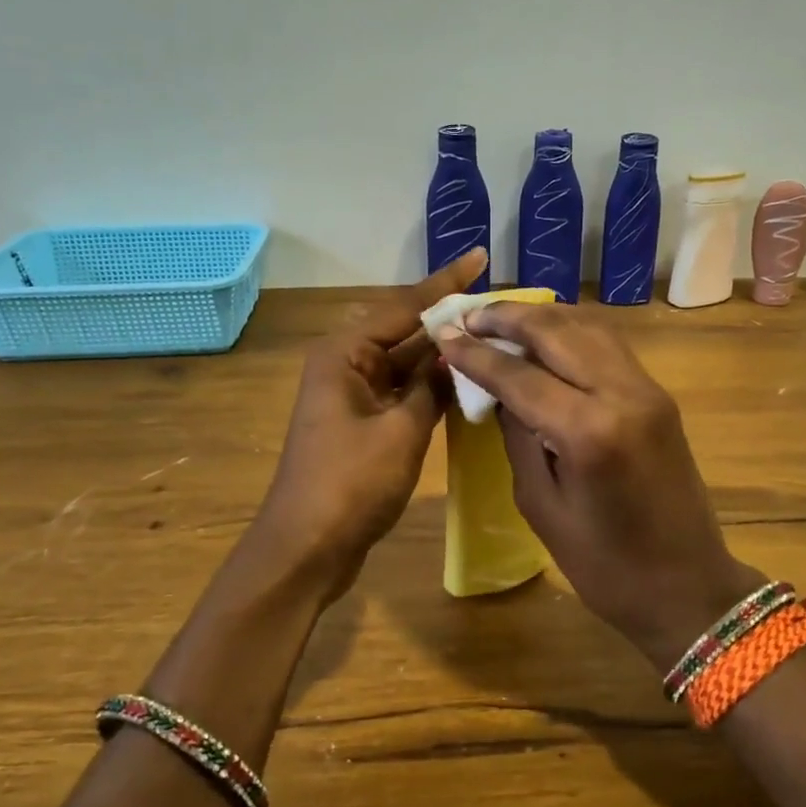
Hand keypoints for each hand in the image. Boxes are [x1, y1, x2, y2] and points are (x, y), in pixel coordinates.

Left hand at [250, 247, 488, 599]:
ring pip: (407, 364)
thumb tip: (456, 355)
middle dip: (448, 318)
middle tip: (498, 304)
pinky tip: (468, 380)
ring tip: (493, 335)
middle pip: (405, 331)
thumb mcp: (401, 431)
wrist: (307, 548)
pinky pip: (404, 392)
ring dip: (443, 354)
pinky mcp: (364, 425)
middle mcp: (347, 366)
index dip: (445, 283)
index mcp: (345, 354)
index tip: (480, 257)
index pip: (403, 306)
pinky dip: (432, 386)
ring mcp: (355, 397)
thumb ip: (432, 387)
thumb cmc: (350, 484)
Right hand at [435, 305, 765, 672]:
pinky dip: (571, 332)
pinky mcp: (658, 396)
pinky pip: (608, 346)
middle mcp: (623, 394)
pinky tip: (546, 337)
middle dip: (507, 318)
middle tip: (468, 316)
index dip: (477, 354)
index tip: (444, 334)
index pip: (520, 374)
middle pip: (556, 332)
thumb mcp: (542, 506)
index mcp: (589, 431)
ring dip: (541, 318)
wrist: (688, 587)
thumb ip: (518, 438)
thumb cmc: (605, 566)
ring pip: (588, 328)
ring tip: (500, 319)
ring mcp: (648, 390)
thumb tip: (497, 391)